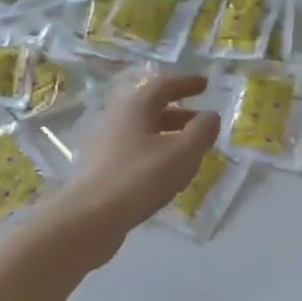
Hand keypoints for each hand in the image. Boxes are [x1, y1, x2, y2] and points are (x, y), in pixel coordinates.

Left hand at [49, 71, 220, 265]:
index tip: (205, 85)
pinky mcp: (101, 168)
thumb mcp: (182, 154)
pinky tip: (165, 172)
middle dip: (179, 112)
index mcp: (135, 107)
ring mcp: (105, 144)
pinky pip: (134, 150)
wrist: (91, 217)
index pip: (163, 85)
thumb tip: (210, 116)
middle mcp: (117, 119)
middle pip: (151, 108)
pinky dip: (155, 152)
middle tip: (201, 121)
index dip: (186, 83)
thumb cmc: (141, 178)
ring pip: (143, 131)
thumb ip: (201, 132)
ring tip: (188, 150)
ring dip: (167, 134)